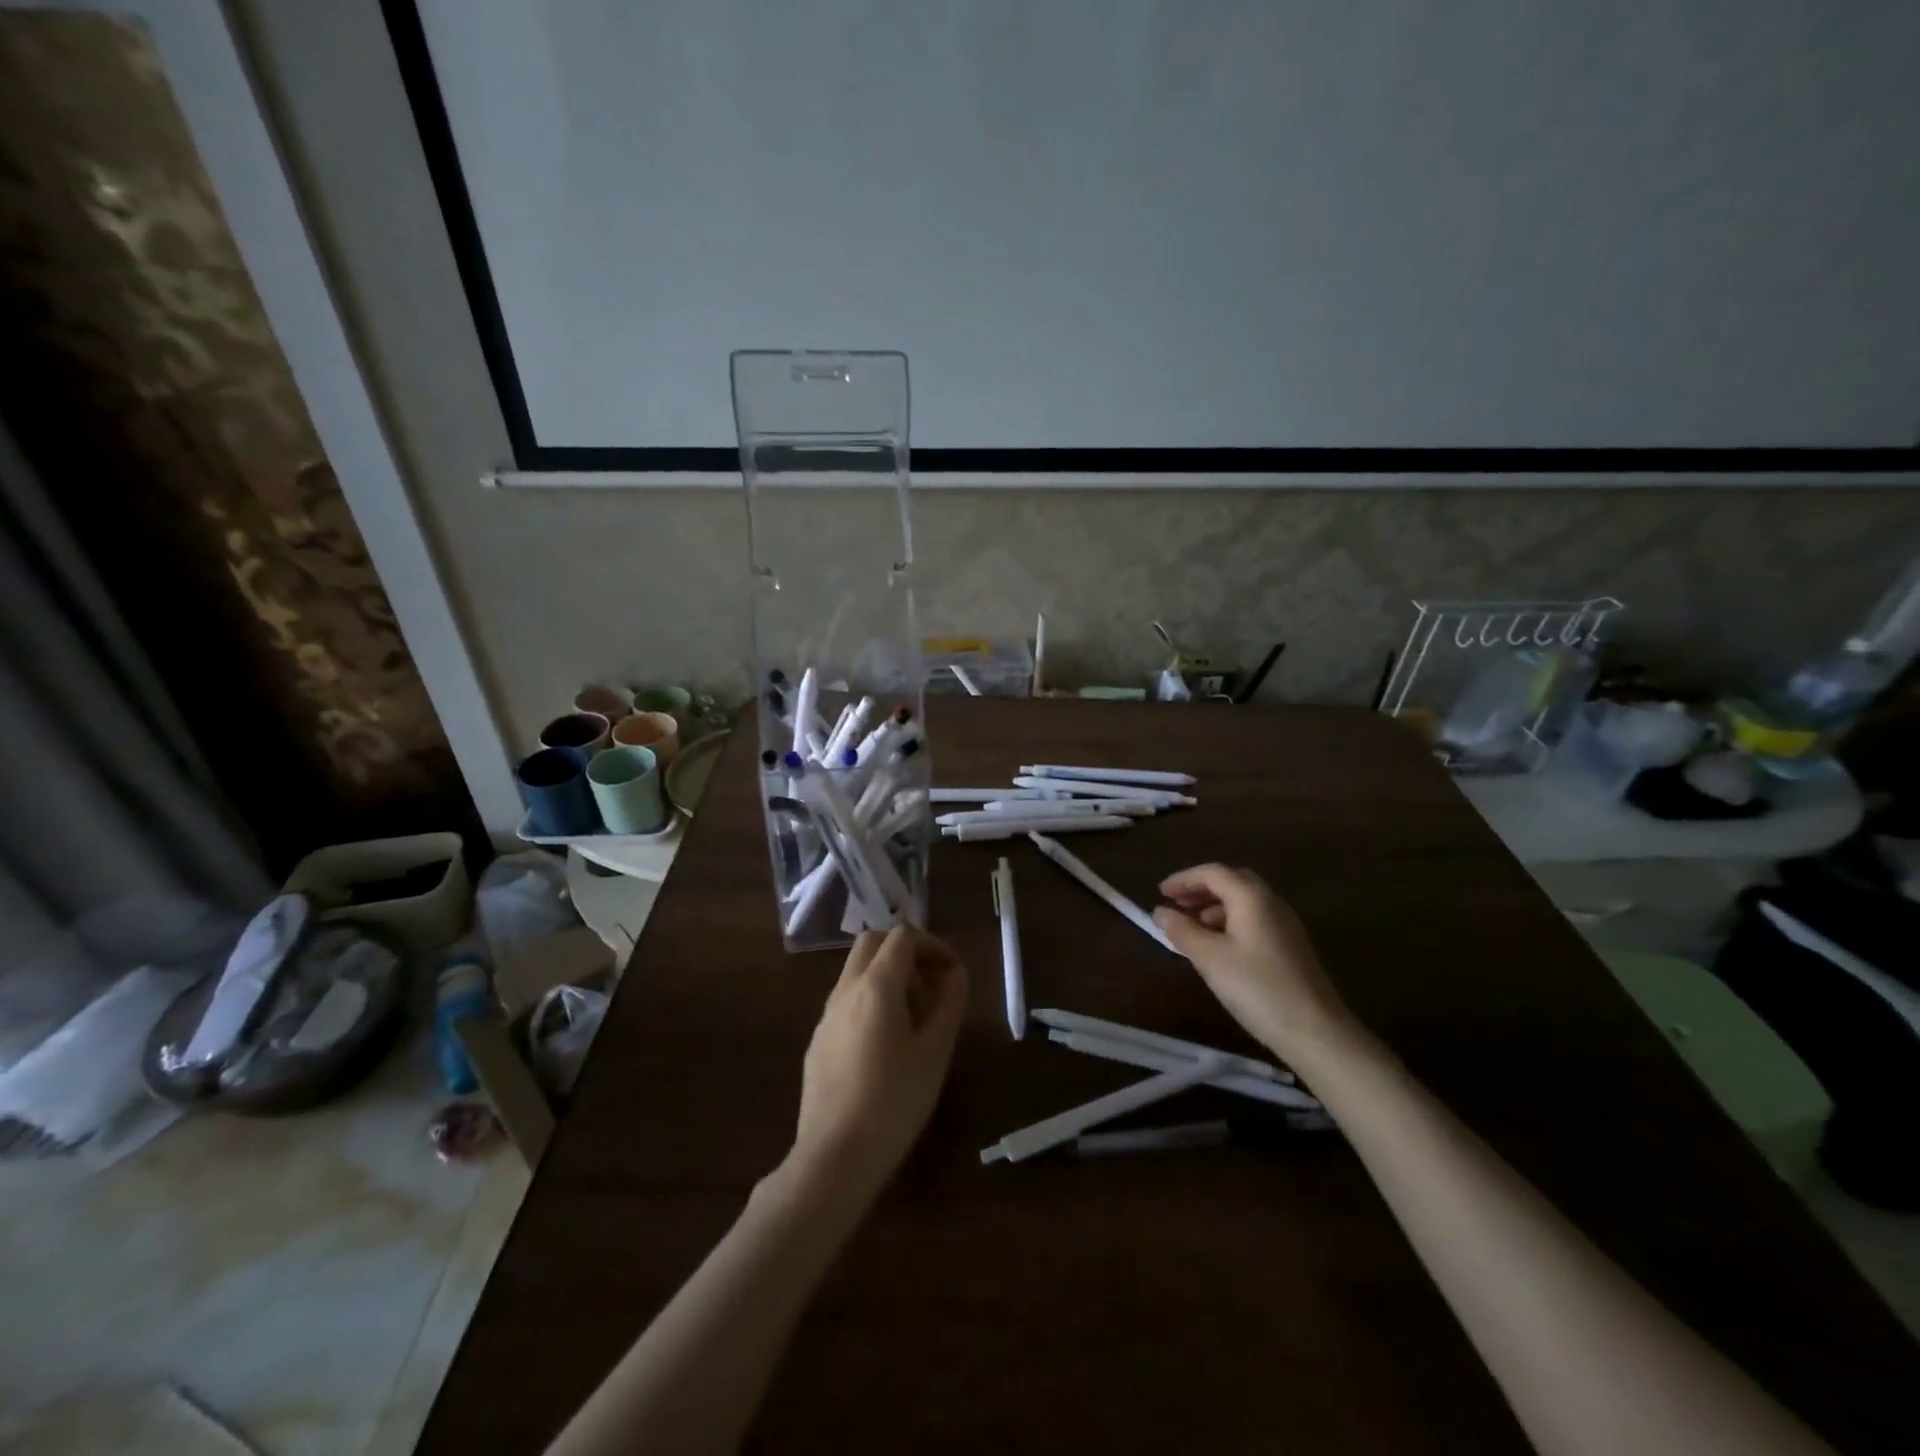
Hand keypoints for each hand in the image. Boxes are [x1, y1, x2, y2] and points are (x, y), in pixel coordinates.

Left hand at [786, 926, 968, 1206]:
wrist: (834, 1157)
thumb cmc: (894, 1101)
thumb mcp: (935, 1052)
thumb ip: (949, 1004)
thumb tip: (955, 973)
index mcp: (876, 986)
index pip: (903, 937)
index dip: (933, 945)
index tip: (953, 971)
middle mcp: (846, 990)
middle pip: (873, 943)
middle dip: (906, 951)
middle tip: (932, 983)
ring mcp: (827, 1015)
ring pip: (857, 971)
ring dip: (888, 975)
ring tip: (916, 1016)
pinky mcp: (818, 1040)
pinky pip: (847, 1000)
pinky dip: (871, 999)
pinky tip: (887, 1043)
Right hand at [1152, 864, 1354, 1061]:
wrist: (1315, 1031)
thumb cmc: (1256, 987)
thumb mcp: (1209, 958)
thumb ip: (1182, 930)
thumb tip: (1160, 912)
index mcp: (1251, 897)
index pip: (1212, 872)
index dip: (1183, 879)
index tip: (1160, 893)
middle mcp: (1271, 902)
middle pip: (1231, 881)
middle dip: (1200, 889)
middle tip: (1176, 904)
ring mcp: (1285, 924)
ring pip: (1244, 902)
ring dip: (1214, 906)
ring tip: (1192, 927)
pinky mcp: (1291, 946)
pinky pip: (1254, 919)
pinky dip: (1230, 922)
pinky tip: (1218, 946)